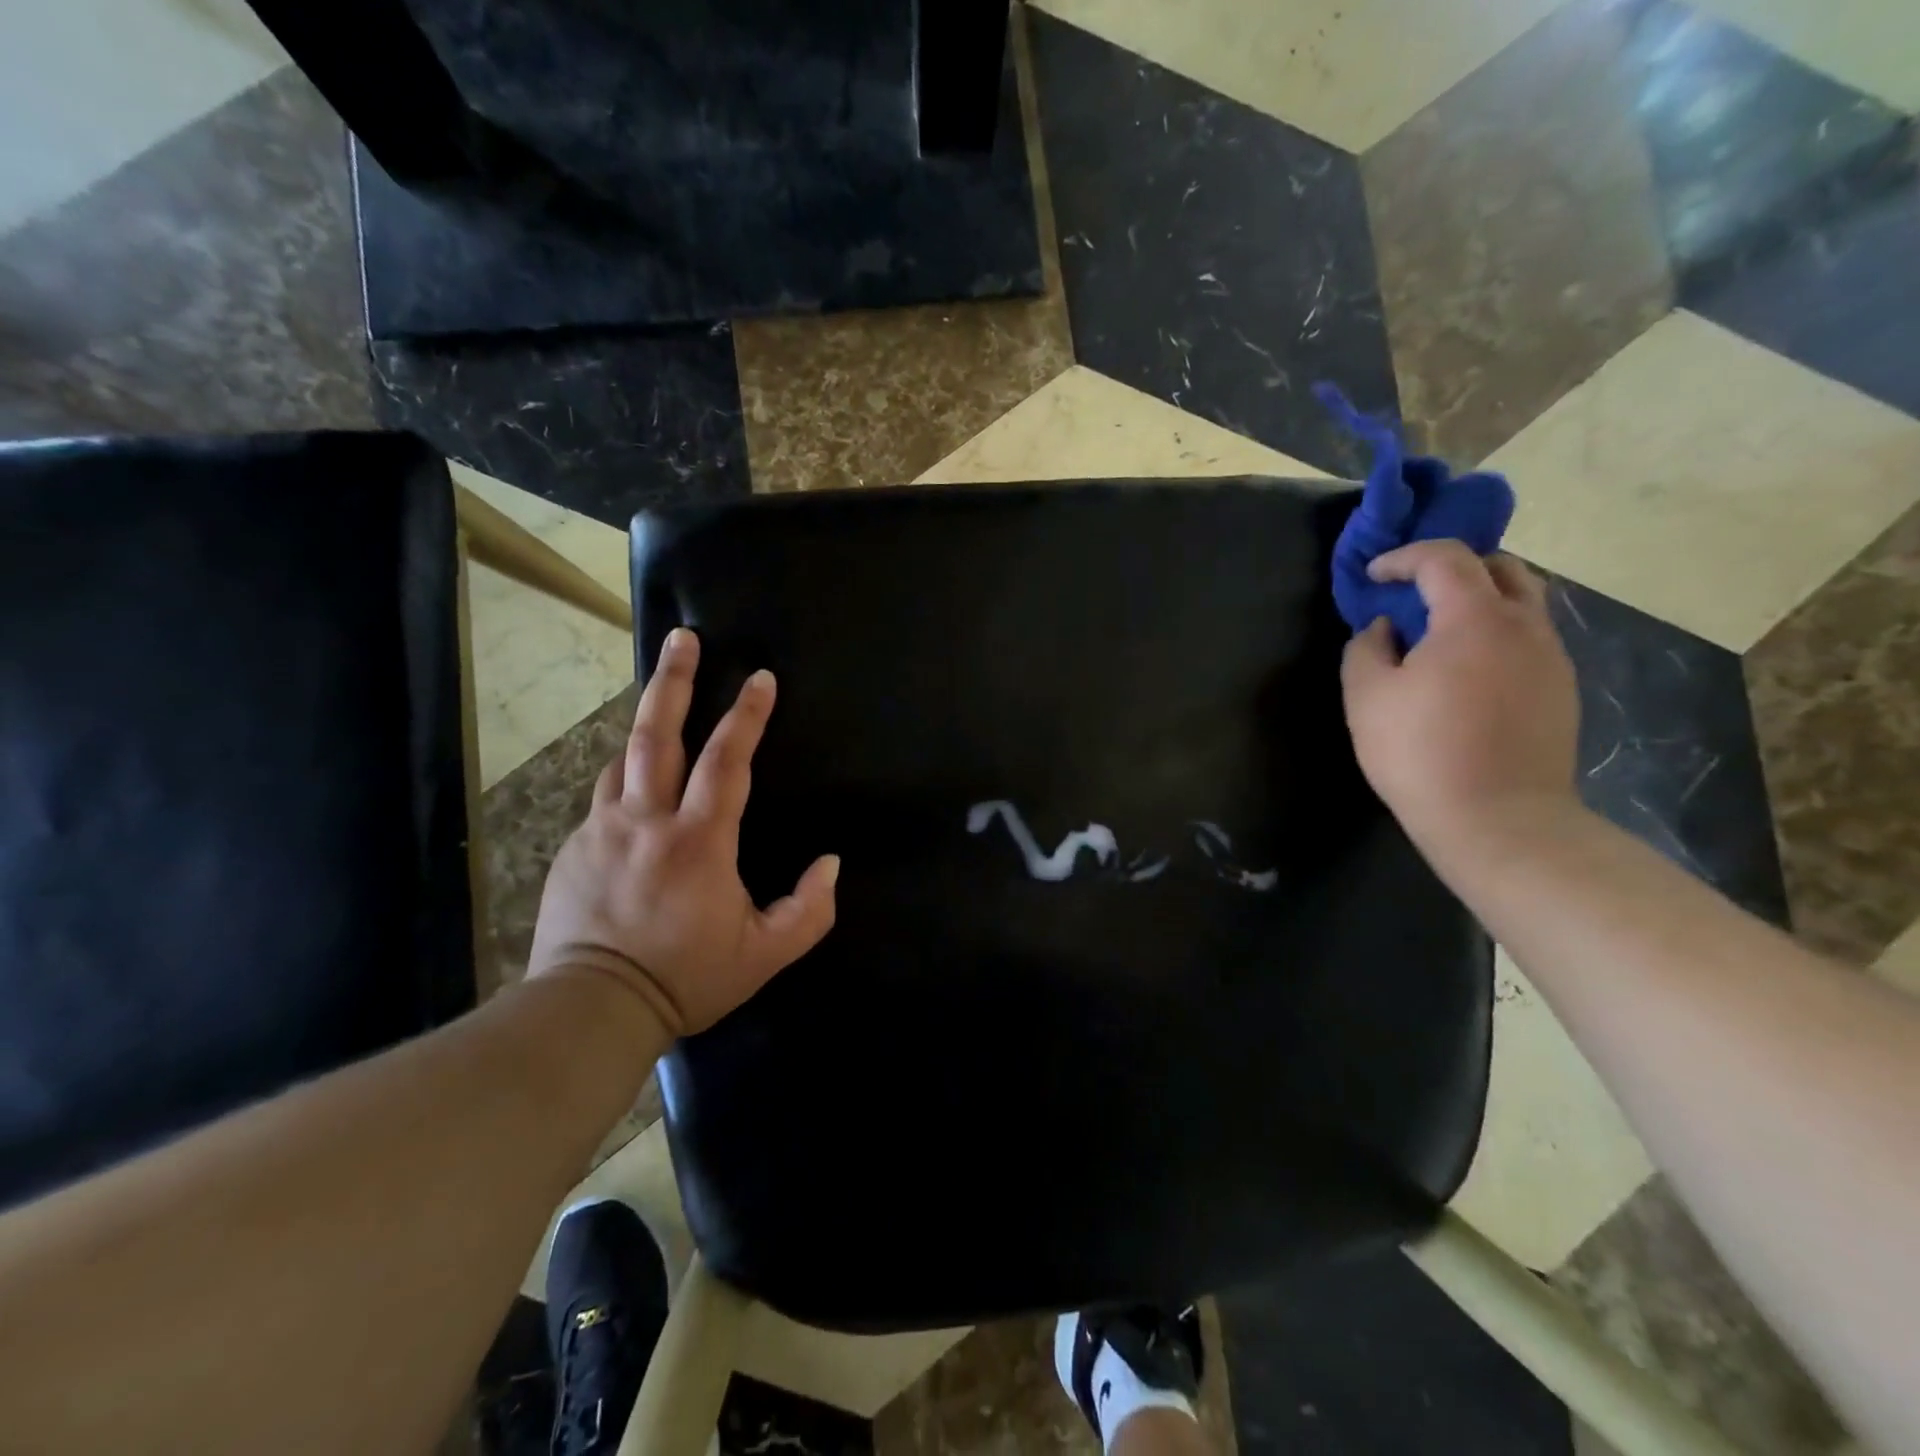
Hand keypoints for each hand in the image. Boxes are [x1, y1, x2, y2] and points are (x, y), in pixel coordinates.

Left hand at [526, 628, 839, 1037]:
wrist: (592, 1009)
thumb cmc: (687, 978)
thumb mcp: (765, 955)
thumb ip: (809, 909)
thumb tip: (829, 863)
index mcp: (698, 841)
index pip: (727, 761)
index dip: (747, 716)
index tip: (761, 678)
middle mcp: (646, 820)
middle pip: (657, 734)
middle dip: (673, 680)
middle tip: (682, 639)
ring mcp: (603, 830)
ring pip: (623, 759)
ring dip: (647, 727)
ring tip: (662, 705)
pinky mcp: (575, 848)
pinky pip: (604, 797)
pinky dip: (625, 779)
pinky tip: (635, 788)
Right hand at [1340, 541, 1580, 860]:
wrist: (1499, 819)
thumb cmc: (1420, 752)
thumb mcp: (1367, 697)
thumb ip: (1367, 648)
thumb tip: (1386, 627)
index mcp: (1474, 619)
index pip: (1444, 558)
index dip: (1403, 557)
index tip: (1373, 576)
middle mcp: (1525, 625)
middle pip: (1501, 567)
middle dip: (1454, 567)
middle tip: (1416, 592)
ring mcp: (1552, 657)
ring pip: (1523, 602)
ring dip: (1481, 600)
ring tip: (1441, 631)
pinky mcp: (1562, 689)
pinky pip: (1530, 639)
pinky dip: (1497, 633)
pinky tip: (1468, 670)